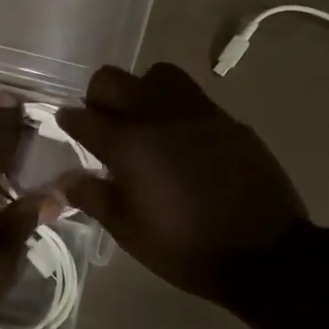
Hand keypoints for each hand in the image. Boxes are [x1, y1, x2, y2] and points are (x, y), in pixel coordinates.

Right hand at [56, 63, 310, 305]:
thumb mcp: (129, 231)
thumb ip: (93, 197)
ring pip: (157, 75)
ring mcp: (197, 113)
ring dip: (141, 90)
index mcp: (128, 145)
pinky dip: (176, 108)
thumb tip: (63, 179)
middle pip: (112, 80)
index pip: (83, 117)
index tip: (65, 125)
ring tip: (144, 120)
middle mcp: (158, 116)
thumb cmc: (185, 247)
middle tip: (103, 123)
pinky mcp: (228, 120)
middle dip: (98, 96)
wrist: (265, 254)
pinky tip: (182, 138)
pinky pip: (193, 97)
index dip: (68, 120)